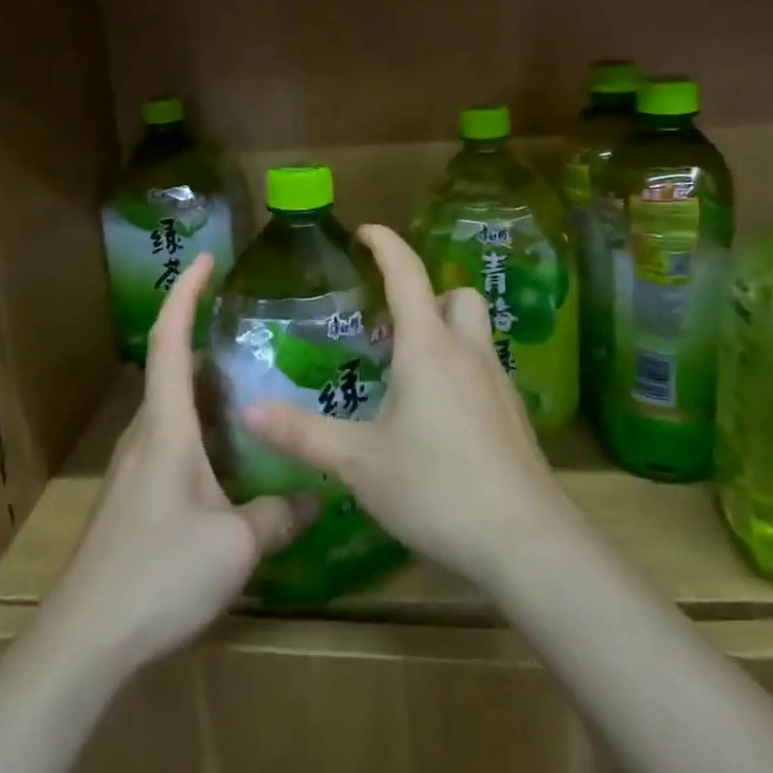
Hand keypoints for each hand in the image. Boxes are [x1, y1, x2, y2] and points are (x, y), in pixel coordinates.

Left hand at [46, 252, 316, 673]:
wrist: (85, 640)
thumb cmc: (158, 575)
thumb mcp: (235, 546)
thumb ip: (279, 515)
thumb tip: (316, 496)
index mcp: (166, 427)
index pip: (170, 341)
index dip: (185, 293)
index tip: (207, 259)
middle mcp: (146, 434)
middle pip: (173, 367)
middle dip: (206, 336)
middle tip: (257, 328)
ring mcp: (135, 465)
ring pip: (174, 406)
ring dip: (208, 385)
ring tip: (256, 382)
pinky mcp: (135, 494)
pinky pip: (173, 438)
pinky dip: (203, 424)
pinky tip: (235, 452)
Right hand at [241, 224, 574, 590]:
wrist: (525, 540)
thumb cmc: (436, 487)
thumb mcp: (358, 463)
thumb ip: (302, 434)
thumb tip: (248, 410)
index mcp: (428, 347)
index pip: (407, 273)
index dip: (385, 243)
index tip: (364, 231)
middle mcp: (467, 352)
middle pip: (455, 294)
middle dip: (425, 294)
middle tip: (389, 323)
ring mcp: (497, 381)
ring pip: (474, 330)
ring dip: (444, 330)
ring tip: (408, 369)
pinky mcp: (513, 413)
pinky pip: (484, 367)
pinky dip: (459, 368)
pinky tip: (438, 415)